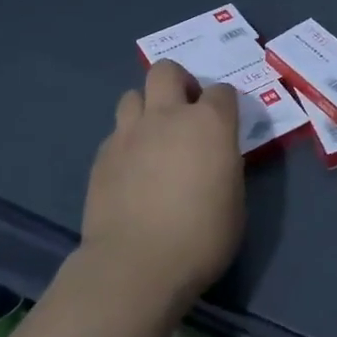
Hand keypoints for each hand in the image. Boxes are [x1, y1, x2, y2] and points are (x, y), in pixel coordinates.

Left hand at [80, 60, 244, 306]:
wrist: (136, 265)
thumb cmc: (201, 237)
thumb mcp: (234, 200)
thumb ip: (225, 165)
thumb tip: (214, 158)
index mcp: (210, 123)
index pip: (222, 91)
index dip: (224, 105)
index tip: (225, 125)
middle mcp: (168, 115)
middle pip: (167, 70)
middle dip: (178, 83)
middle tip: (185, 113)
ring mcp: (130, 133)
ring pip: (133, 95)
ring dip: (146, 108)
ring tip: (153, 137)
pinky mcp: (102, 156)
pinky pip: (116, 133)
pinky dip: (127, 142)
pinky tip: (132, 170)